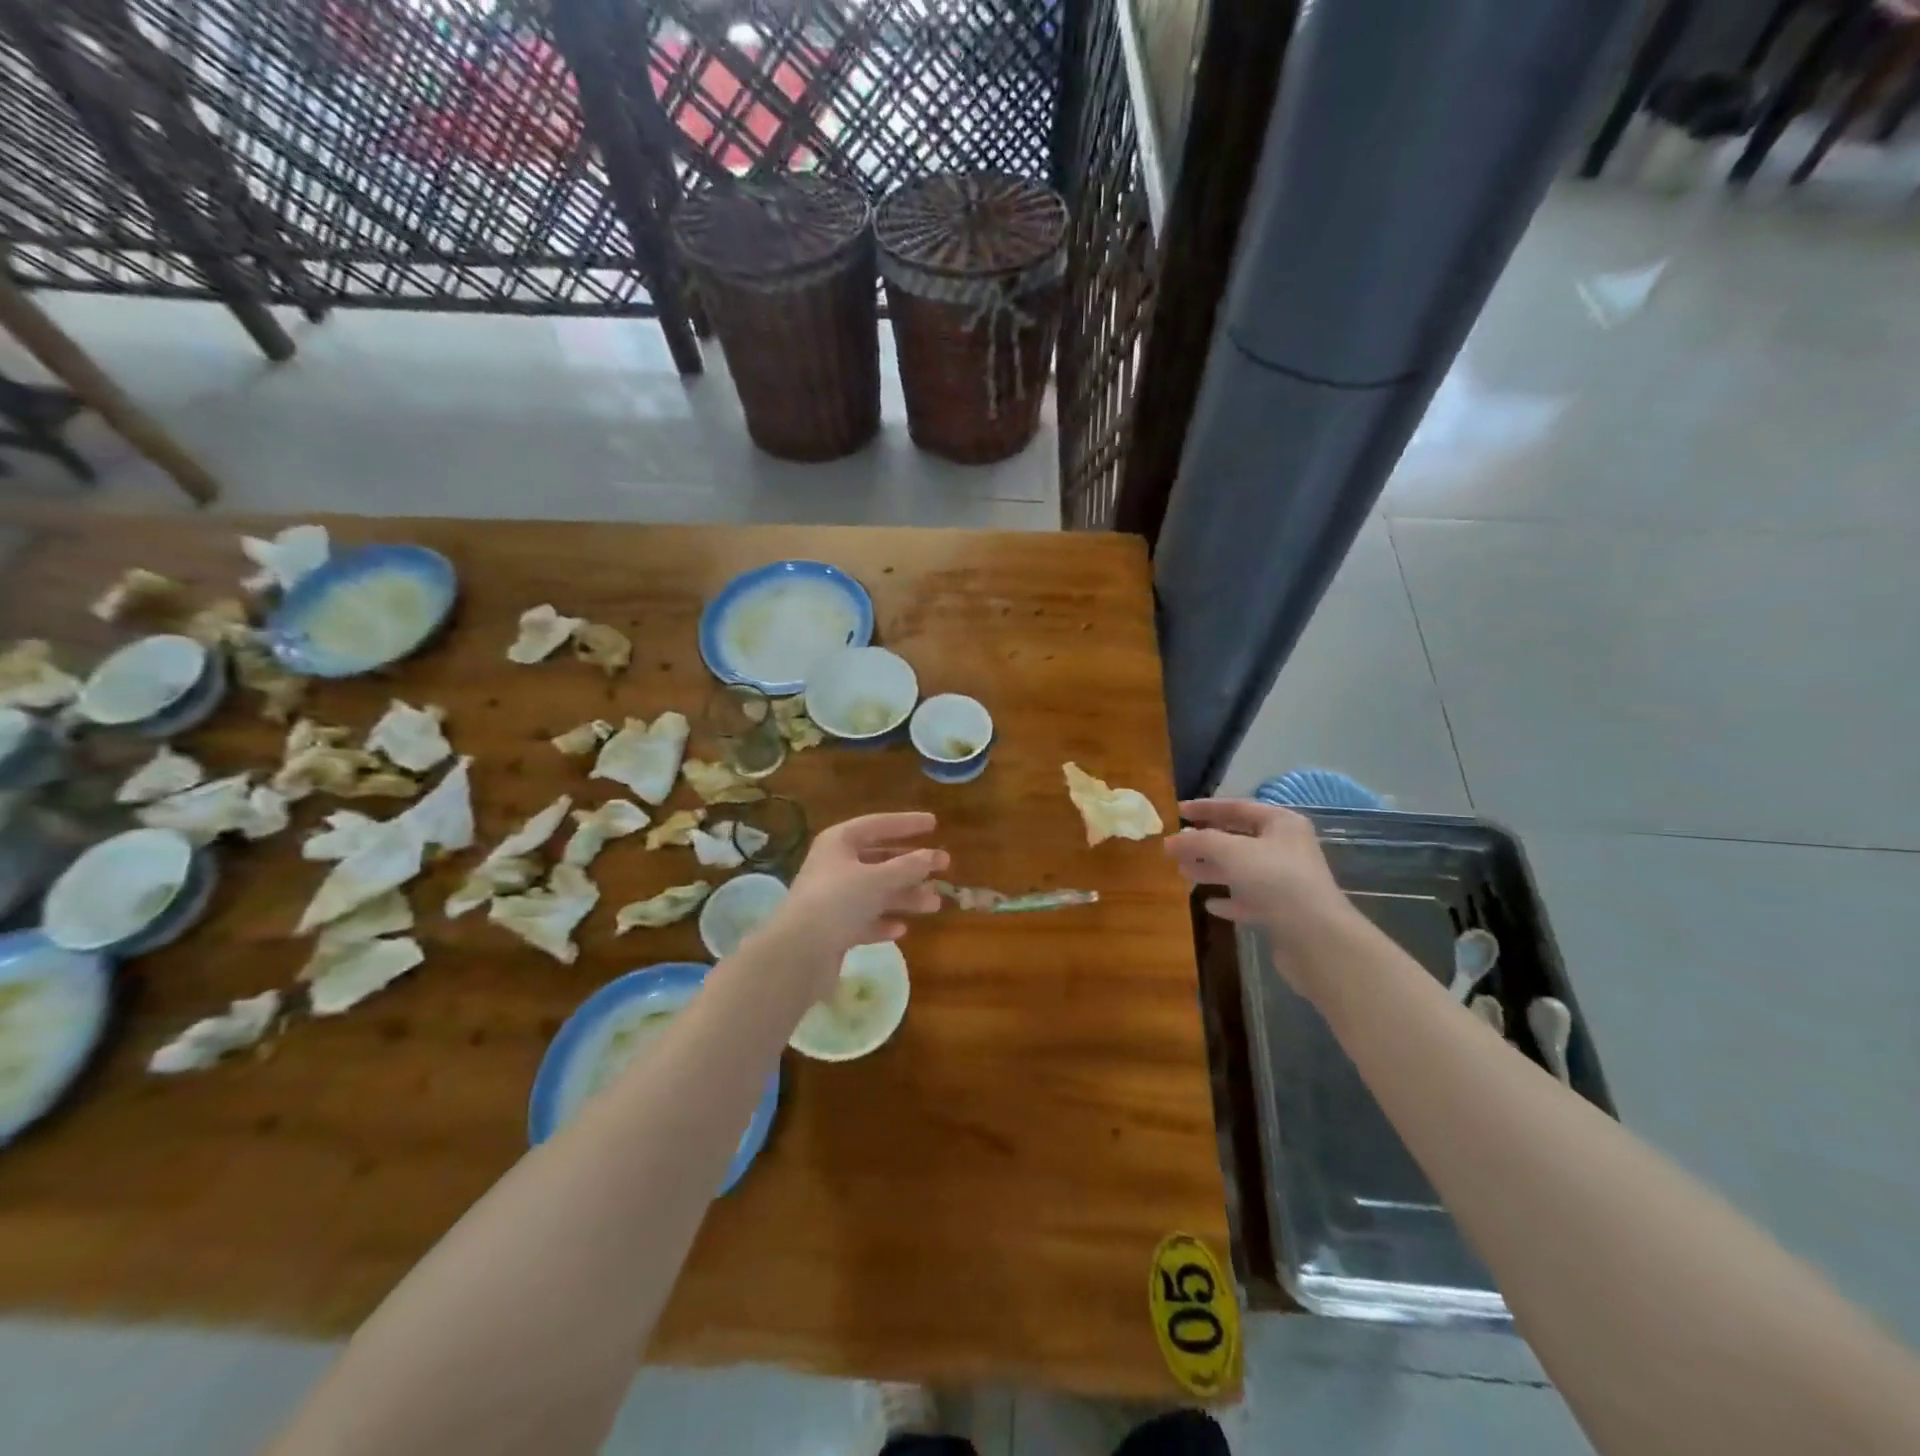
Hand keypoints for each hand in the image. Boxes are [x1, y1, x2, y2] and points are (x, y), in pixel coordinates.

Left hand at [763, 812, 946, 990]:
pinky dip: (883, 922)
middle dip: (911, 865)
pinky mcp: (833, 929)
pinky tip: (901, 929)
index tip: (934, 823)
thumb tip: (933, 856)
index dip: (906, 823)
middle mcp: (834, 866)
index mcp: (839, 842)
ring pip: (876, 892)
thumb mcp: (878, 879)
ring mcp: (832, 899)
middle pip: (879, 860)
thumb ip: (908, 867)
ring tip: (934, 903)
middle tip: (944, 866)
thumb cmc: (838, 901)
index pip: (877, 824)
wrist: (798, 953)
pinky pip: (865, 920)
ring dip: (905, 896)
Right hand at [1164, 799, 1353, 940]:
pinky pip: (1250, 899)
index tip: (1177, 812)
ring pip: (1241, 869)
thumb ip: (1199, 842)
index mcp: (1280, 823)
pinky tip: (1211, 905)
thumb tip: (1170, 841)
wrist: (1317, 937)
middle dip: (1205, 843)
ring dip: (1212, 870)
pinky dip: (1230, 899)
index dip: (1205, 808)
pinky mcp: (1283, 910)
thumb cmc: (1276, 881)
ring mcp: (1286, 880)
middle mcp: (1285, 847)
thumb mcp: (1232, 852)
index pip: (1237, 807)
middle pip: (1237, 839)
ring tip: (1184, 874)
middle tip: (1175, 849)